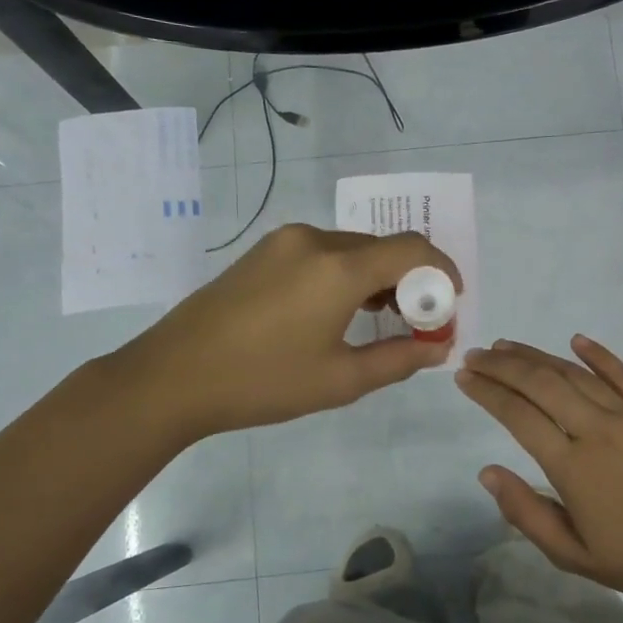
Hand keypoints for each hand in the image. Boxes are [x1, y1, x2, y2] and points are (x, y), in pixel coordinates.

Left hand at [127, 223, 461, 441]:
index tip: (451, 302)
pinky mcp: (262, 251)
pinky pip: (321, 252)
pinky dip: (345, 273)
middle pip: (383, 247)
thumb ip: (399, 359)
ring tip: (379, 320)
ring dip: (377, 276)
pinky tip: (337, 310)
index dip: (442, 271)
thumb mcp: (340, 380)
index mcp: (338, 267)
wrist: (172, 377)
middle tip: (416, 323)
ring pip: (352, 248)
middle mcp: (314, 240)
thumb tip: (437, 348)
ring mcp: (284, 242)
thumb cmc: (262, 382)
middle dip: (410, 280)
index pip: (412, 249)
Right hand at [456, 336, 622, 597]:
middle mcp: (598, 430)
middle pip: (541, 384)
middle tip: (476, 355)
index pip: (518, 416)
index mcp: (573, 467)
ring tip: (508, 347)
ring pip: (576, 374)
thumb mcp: (571, 554)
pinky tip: (575, 340)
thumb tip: (487, 471)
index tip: (464, 378)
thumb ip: (526, 512)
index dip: (487, 393)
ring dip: (537, 357)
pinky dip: (598, 354)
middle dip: (503, 366)